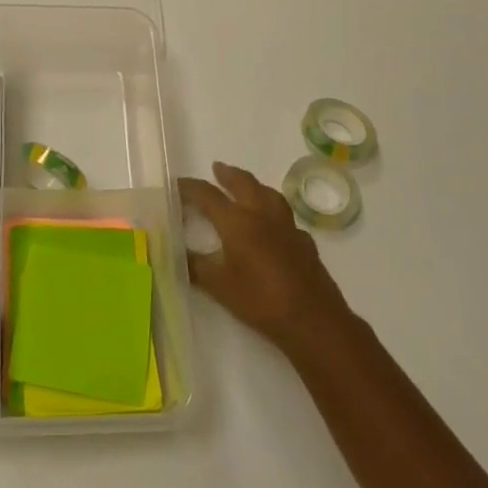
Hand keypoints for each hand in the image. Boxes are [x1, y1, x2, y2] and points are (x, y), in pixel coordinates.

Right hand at [180, 161, 353, 360]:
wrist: (312, 319)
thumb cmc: (260, 300)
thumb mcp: (219, 286)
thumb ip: (195, 266)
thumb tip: (175, 253)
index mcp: (237, 221)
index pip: (207, 195)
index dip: (190, 187)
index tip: (176, 184)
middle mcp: (262, 214)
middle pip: (243, 183)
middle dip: (228, 174)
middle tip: (217, 168)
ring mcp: (287, 226)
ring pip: (269, 193)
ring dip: (254, 185)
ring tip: (246, 186)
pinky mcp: (304, 240)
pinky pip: (285, 217)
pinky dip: (274, 213)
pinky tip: (272, 225)